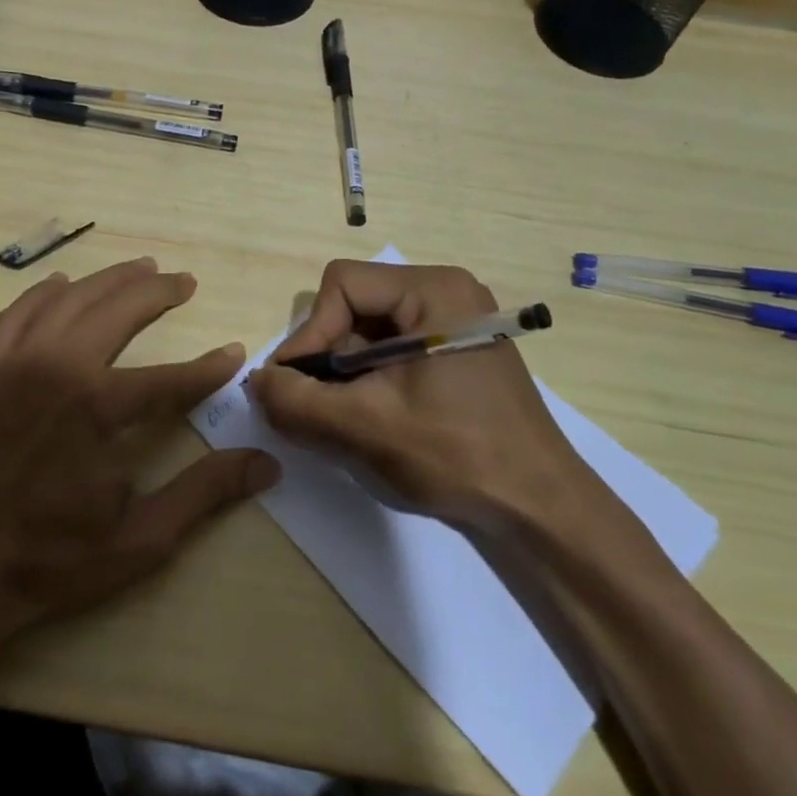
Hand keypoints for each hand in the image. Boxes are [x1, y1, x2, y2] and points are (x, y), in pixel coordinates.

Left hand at [0, 258, 280, 648]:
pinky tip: (62, 284)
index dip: (208, 368)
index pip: (170, 378)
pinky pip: (16, 314)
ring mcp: (13, 364)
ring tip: (139, 268)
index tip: (234, 353)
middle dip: (158, 292)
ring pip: (69, 300)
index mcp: (98, 409)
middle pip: (119, 311)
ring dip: (109, 280)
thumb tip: (266, 464)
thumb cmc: (46, 563)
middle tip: (184, 281)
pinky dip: (43, 292)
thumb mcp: (138, 540)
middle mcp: (58, 369)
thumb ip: (203, 493)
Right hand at [250, 260, 608, 536]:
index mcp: (434, 289)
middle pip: (355, 305)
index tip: (297, 385)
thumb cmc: (456, 455)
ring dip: (346, 373)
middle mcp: (446, 292)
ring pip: (370, 330)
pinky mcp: (458, 352)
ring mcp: (456, 322)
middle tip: (319, 406)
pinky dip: (369, 380)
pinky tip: (372, 419)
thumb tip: (256, 382)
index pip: (342, 285)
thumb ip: (296, 401)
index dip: (311, 333)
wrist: (540, 511)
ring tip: (344, 419)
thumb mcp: (364, 427)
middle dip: (328, 357)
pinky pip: (393, 349)